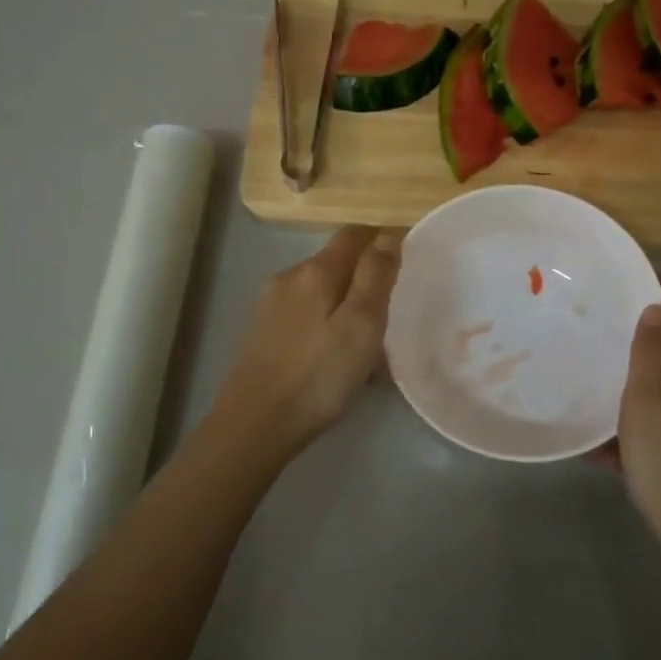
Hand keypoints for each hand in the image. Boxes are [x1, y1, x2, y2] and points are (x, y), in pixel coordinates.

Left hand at [210, 226, 401, 459]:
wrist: (254, 425)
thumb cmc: (319, 375)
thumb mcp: (362, 325)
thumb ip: (376, 276)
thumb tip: (387, 234)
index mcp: (315, 271)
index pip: (354, 234)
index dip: (381, 238)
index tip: (406, 259)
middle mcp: (287, 278)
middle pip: (335, 262)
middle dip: (364, 277)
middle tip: (391, 311)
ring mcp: (269, 306)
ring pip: (319, 292)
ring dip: (345, 305)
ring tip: (366, 344)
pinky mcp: (261, 333)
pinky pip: (304, 315)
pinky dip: (326, 324)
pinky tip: (334, 358)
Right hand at [615, 295, 660, 580]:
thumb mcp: (646, 406)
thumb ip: (651, 355)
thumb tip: (656, 308)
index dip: (657, 293)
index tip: (622, 282)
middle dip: (644, 337)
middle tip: (600, 330)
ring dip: (642, 381)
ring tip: (599, 382)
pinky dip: (650, 417)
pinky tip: (613, 442)